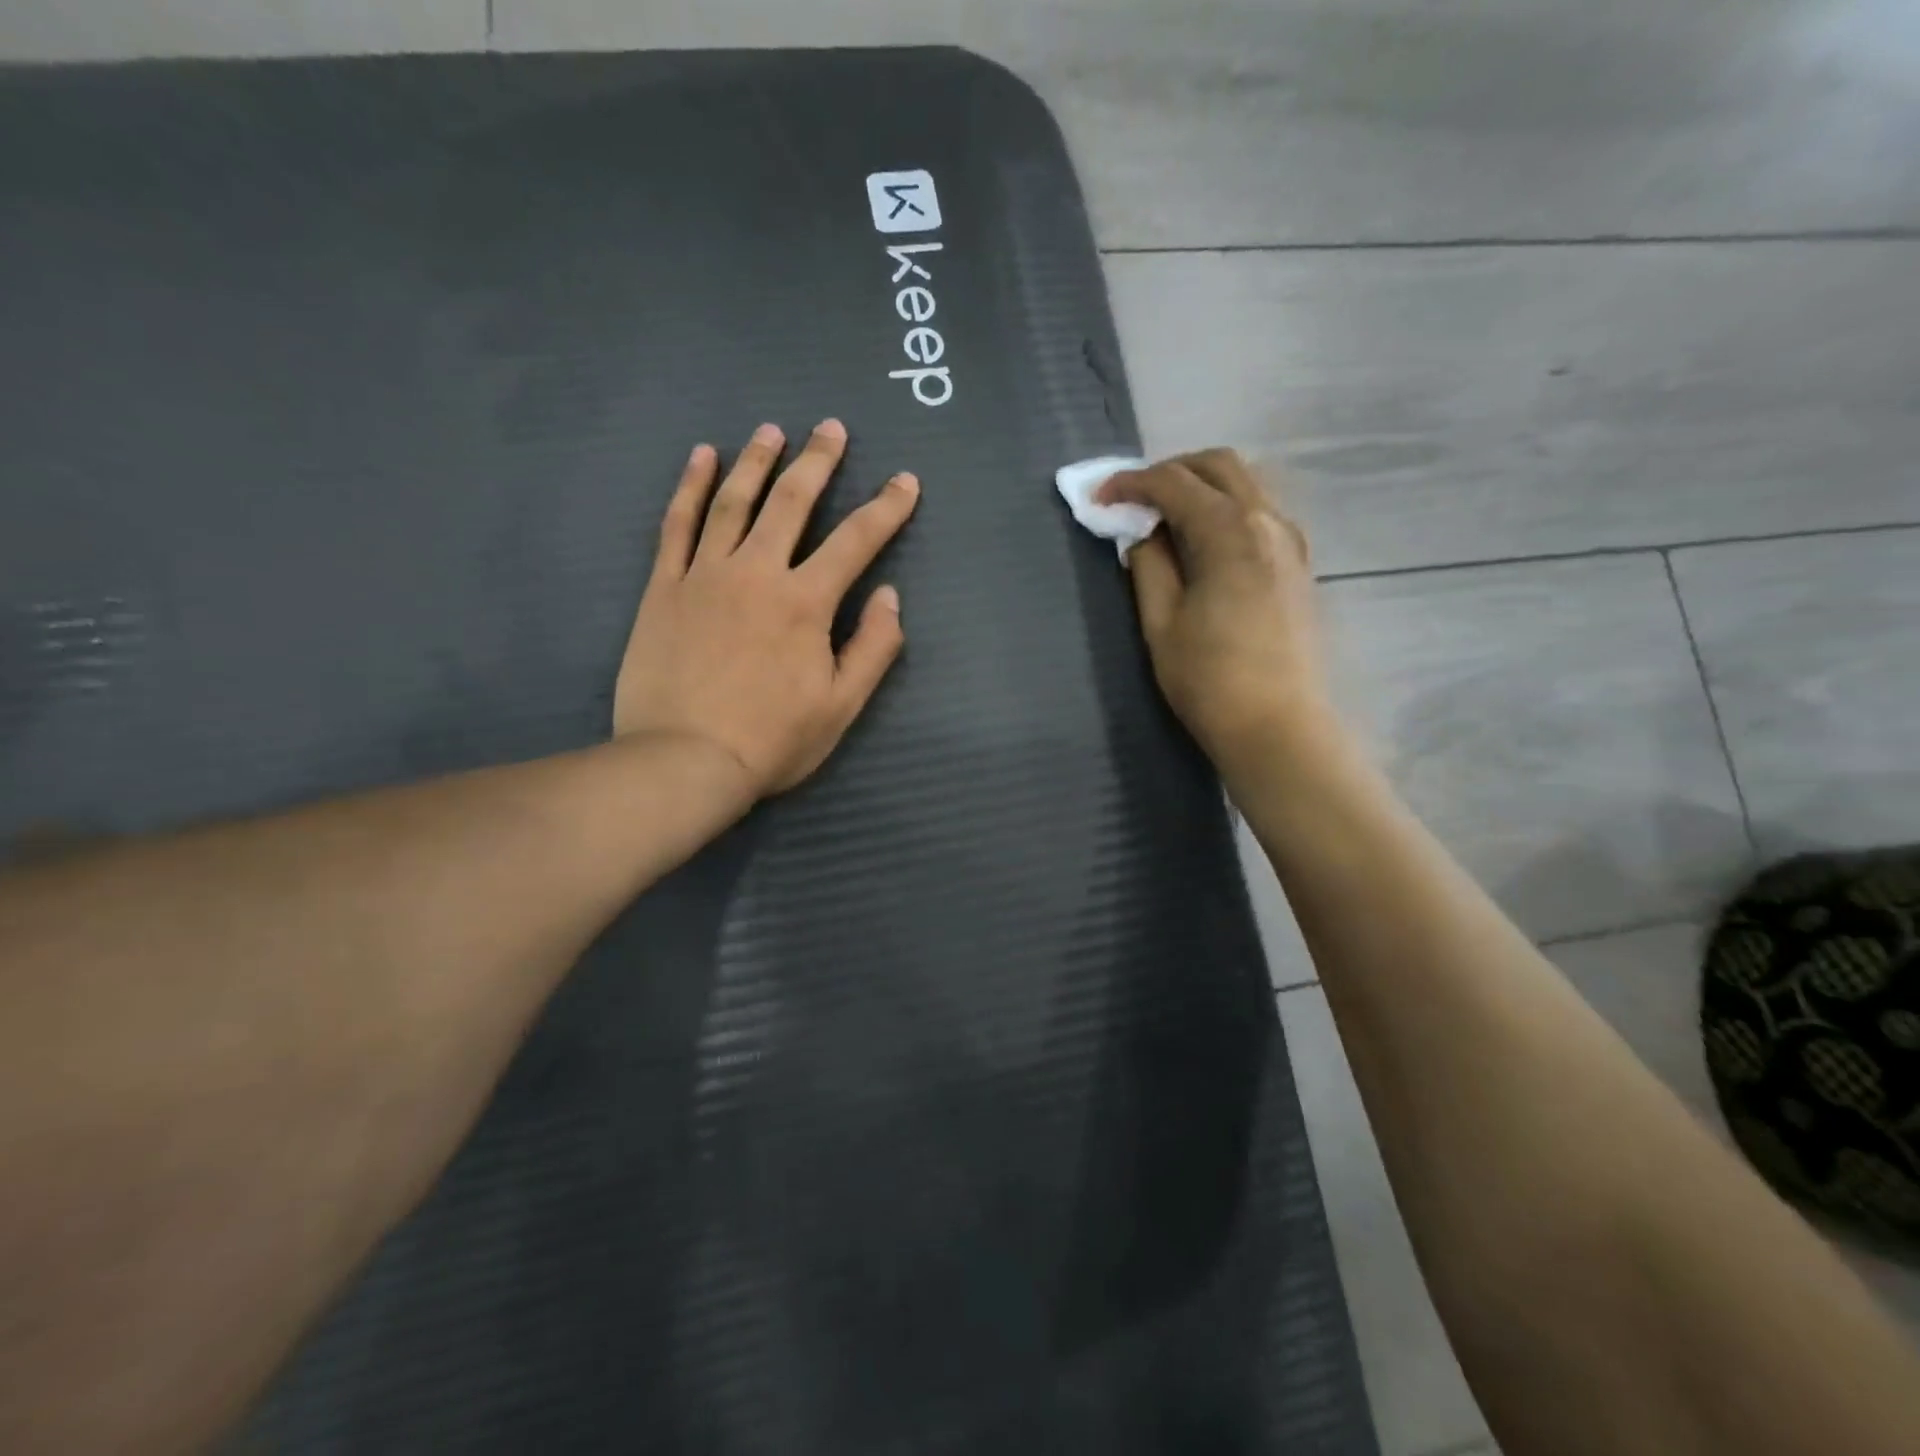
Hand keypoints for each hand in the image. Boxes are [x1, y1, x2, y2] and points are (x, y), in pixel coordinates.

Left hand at [614, 419, 919, 797]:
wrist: (683, 761)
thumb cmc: (771, 740)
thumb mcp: (841, 706)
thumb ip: (873, 648)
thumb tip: (891, 597)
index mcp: (805, 603)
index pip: (856, 541)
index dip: (886, 508)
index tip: (905, 481)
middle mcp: (756, 573)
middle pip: (791, 502)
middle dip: (818, 462)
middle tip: (831, 427)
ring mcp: (704, 575)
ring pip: (733, 502)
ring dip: (756, 461)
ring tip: (771, 430)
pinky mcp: (664, 588)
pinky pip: (677, 526)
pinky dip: (690, 488)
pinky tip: (701, 458)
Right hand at [1098, 449, 1331, 788]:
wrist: (1278, 726)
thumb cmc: (1210, 680)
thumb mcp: (1162, 622)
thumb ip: (1149, 565)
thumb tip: (1145, 534)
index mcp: (1230, 531)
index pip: (1174, 483)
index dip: (1130, 484)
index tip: (1098, 498)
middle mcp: (1268, 521)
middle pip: (1219, 465)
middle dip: (1170, 471)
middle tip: (1133, 500)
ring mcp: (1291, 540)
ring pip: (1245, 484)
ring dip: (1201, 487)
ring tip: (1164, 519)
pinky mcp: (1299, 563)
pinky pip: (1260, 512)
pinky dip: (1226, 509)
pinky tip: (1203, 542)